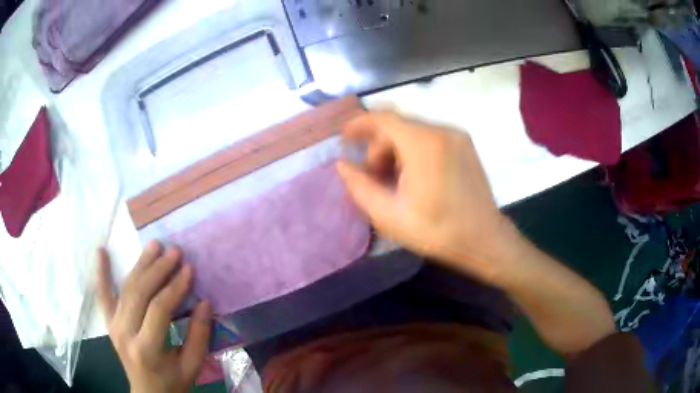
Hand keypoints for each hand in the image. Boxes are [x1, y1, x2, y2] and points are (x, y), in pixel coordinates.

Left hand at [96, 241, 211, 392]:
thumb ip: (199, 336)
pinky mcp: (109, 322)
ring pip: (125, 289)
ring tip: (154, 245)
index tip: (189, 269)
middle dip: (158, 269)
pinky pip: (102, 295)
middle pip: (139, 293)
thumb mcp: (192, 366)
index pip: (159, 310)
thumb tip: (204, 302)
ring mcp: (113, 325)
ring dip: (140, 264)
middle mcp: (125, 333)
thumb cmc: (172, 383)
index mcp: (147, 349)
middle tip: (174, 251)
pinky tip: (101, 251)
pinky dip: (101, 273)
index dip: (174, 287)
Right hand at [337, 112, 516, 282]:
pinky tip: (413, 175)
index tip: (344, 138)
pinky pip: (430, 137)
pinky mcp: (465, 144)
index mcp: (423, 144)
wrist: (483, 239)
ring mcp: (457, 135)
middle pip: (398, 126)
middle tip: (373, 177)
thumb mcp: (389, 215)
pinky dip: (413, 150)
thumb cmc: (436, 231)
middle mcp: (442, 130)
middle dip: (378, 147)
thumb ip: (360, 186)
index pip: (383, 118)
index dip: (359, 123)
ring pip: (413, 131)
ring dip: (396, 150)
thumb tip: (342, 165)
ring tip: (394, 181)